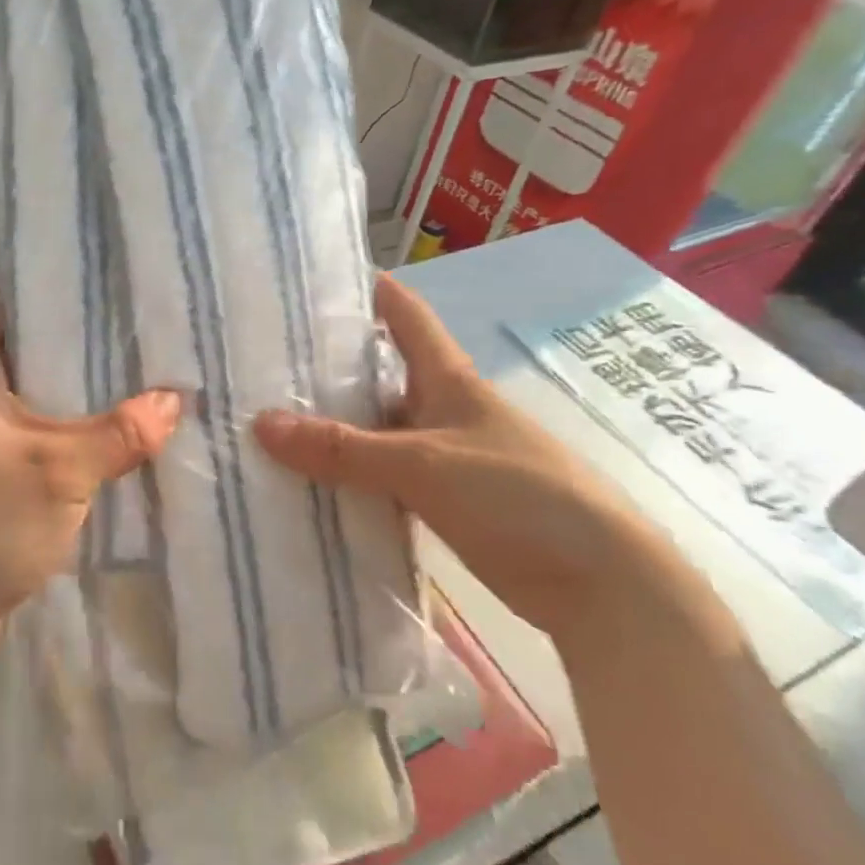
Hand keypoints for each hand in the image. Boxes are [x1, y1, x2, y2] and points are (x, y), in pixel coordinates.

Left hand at [0, 281, 181, 659]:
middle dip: (60, 333)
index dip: (8, 281)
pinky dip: (71, 430)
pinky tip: (114, 435)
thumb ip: (117, 434)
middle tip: (119, 318)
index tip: (63, 270)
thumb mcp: (58, 472)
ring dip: (71, 386)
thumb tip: (173, 400)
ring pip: (30, 396)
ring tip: (129, 369)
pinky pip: (38, 438)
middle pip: (12, 348)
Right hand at [254, 274, 674, 645]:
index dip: (366, 289)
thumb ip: (341, 447)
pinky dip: (350, 476)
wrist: (604, 585)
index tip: (312, 279)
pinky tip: (311, 482)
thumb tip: (260, 424)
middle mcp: (444, 408)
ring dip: (333, 428)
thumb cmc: (518, 495)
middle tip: (262, 361)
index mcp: (449, 379)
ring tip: (270, 420)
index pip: (405, 314)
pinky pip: (384, 477)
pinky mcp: (446, 502)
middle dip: (326, 366)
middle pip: (379, 374)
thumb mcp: (422, 464)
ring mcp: (446, 456)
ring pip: (377, 429)